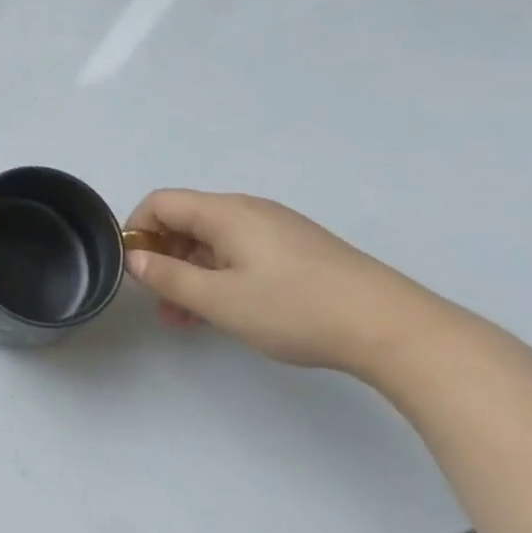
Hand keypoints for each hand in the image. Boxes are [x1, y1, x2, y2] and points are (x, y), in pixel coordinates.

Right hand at [123, 189, 450, 376]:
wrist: (396, 330)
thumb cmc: (297, 309)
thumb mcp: (220, 300)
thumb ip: (169, 277)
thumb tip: (135, 258)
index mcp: (226, 212)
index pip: (160, 202)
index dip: (137, 230)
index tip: (136, 271)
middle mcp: (249, 210)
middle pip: (187, 221)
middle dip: (165, 258)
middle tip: (163, 304)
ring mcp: (279, 229)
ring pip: (215, 241)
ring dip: (193, 273)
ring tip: (191, 319)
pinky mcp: (301, 251)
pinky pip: (243, 253)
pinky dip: (223, 276)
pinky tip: (231, 312)